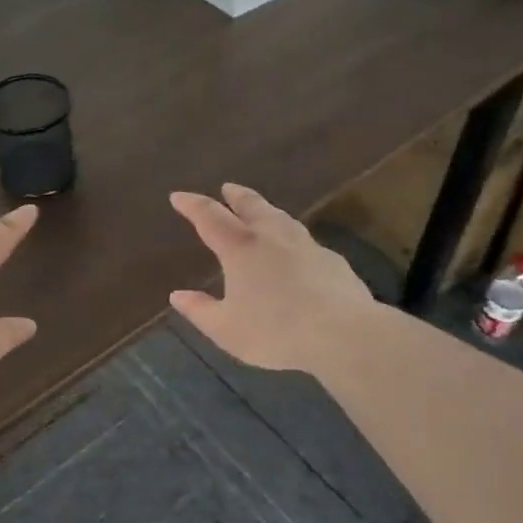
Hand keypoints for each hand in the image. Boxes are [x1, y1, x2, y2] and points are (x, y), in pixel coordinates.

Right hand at [168, 183, 377, 373]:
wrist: (344, 334)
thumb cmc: (276, 331)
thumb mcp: (227, 329)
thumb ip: (200, 311)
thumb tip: (178, 295)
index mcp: (241, 248)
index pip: (209, 216)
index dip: (192, 205)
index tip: (178, 196)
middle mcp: (272, 237)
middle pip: (251, 205)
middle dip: (235, 195)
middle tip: (227, 188)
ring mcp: (306, 245)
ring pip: (281, 217)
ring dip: (266, 210)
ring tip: (261, 211)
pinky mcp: (332, 260)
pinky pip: (304, 240)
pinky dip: (291, 237)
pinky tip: (295, 250)